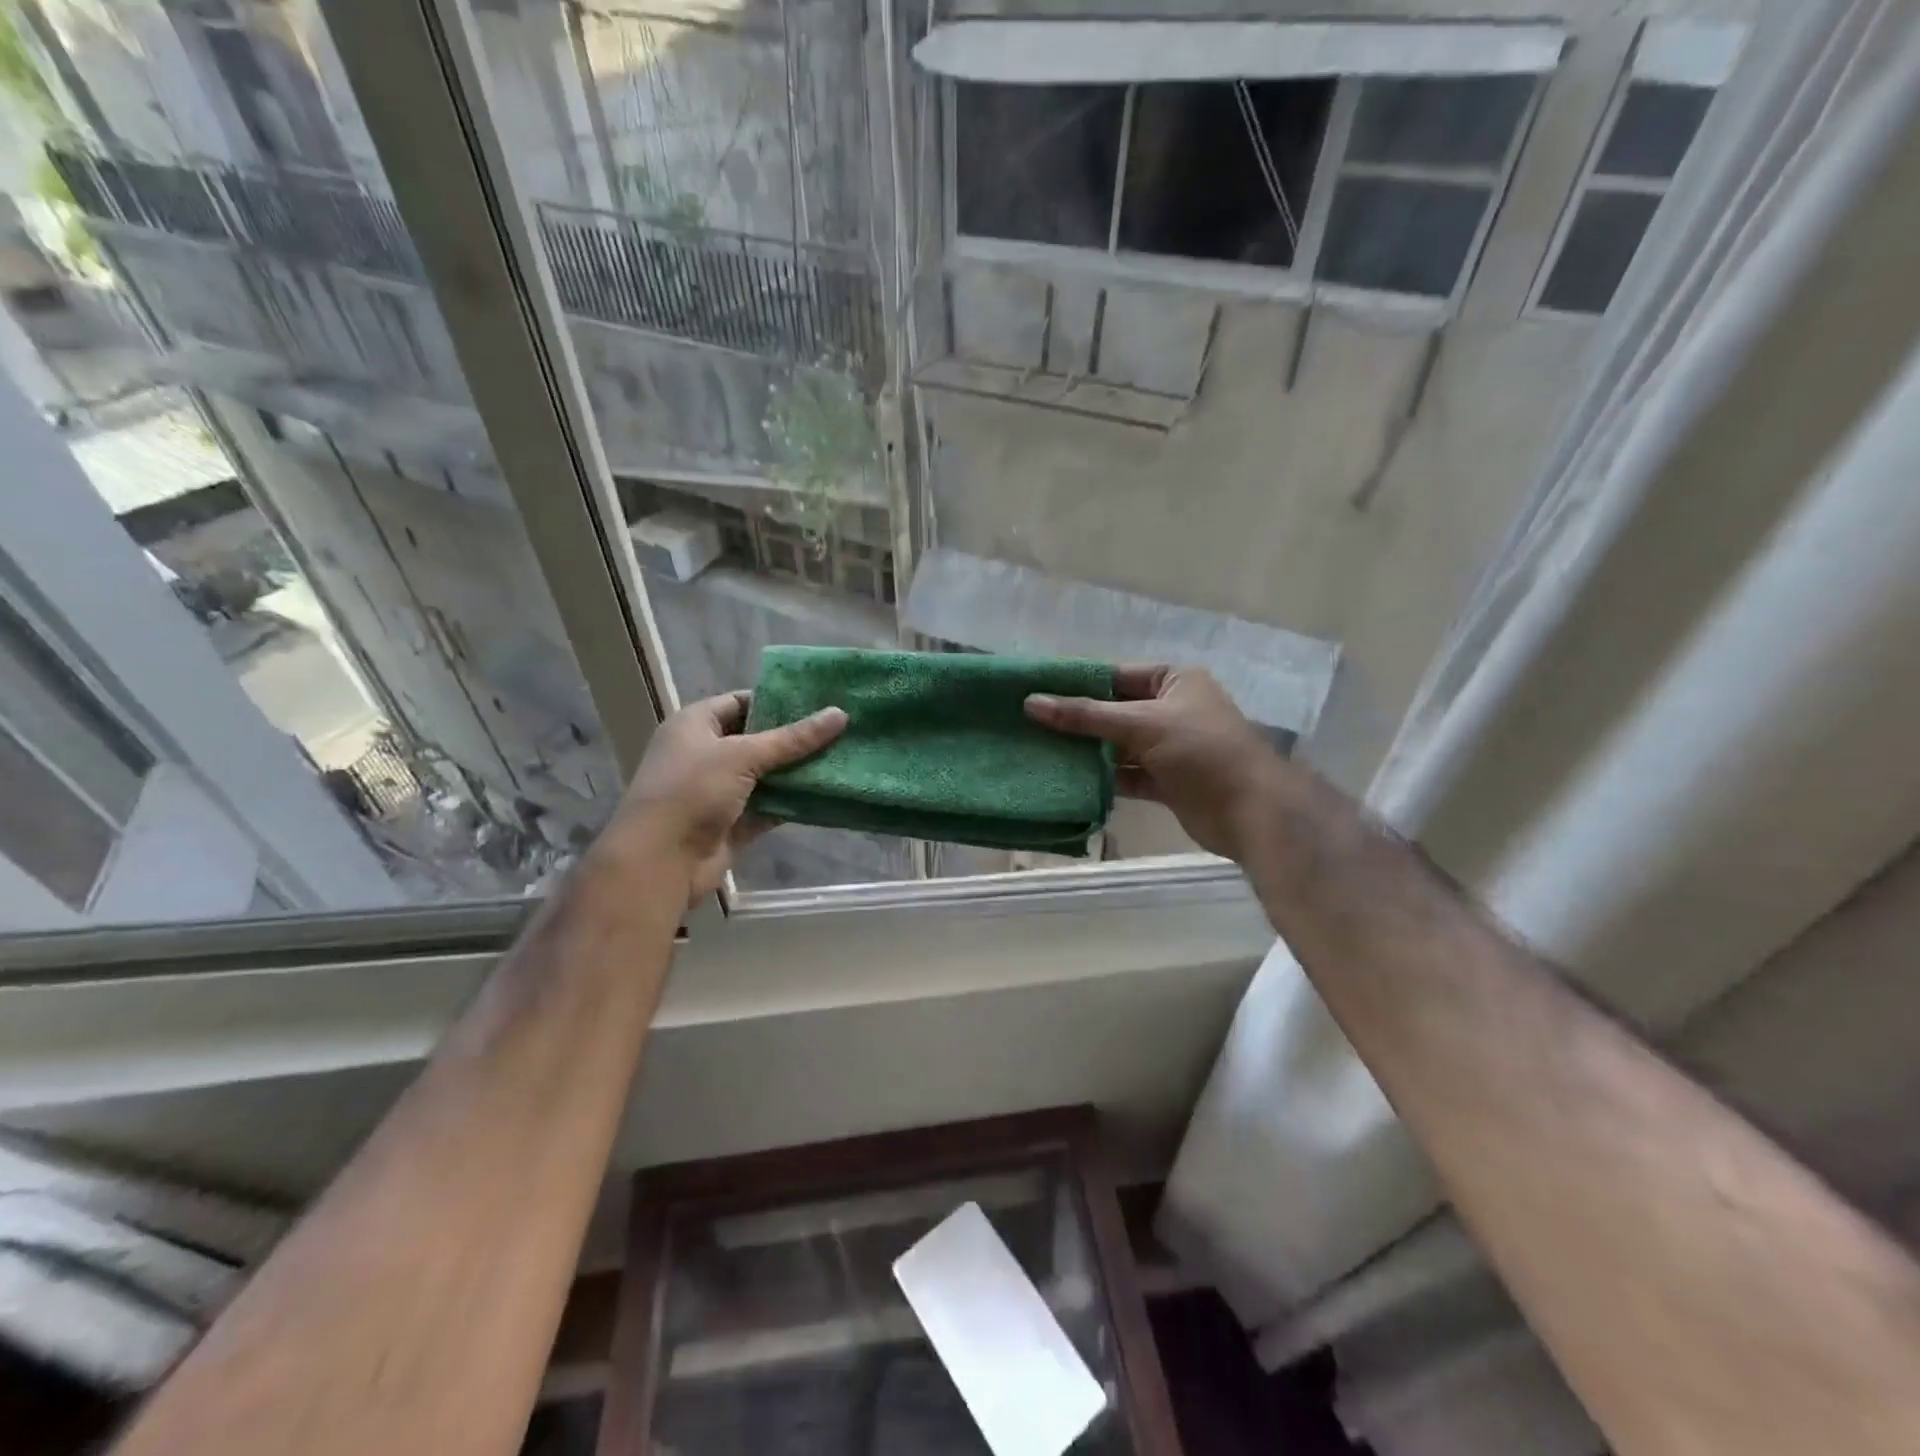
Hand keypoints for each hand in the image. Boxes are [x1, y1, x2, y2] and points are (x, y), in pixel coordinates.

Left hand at [601, 690, 846, 898]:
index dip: (777, 701)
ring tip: (843, 756)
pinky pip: (770, 806)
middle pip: (758, 739)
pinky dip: (794, 802)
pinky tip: (828, 793)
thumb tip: (840, 714)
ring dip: (799, 770)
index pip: (741, 702)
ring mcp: (720, 791)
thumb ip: (794, 738)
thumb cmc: (692, 791)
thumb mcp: (743, 755)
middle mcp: (706, 754)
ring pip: (767, 775)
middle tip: (840, 729)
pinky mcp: (734, 823)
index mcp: (696, 725)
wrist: (660, 862)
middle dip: (796, 737)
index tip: (819, 701)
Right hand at [1025, 666, 1285, 860]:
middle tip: (1029, 724)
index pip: (1116, 676)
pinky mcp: (1166, 780)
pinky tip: (1069, 780)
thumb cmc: (1201, 751)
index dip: (1078, 683)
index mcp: (1174, 680)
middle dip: (1077, 720)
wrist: (1252, 811)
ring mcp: (1169, 747)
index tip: (1037, 691)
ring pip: (1118, 745)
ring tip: (1040, 752)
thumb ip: (1086, 716)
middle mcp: (1172, 709)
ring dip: (1087, 751)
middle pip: (1114, 711)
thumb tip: (1031, 703)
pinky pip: (1127, 773)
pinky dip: (1103, 777)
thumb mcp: (1142, 724)